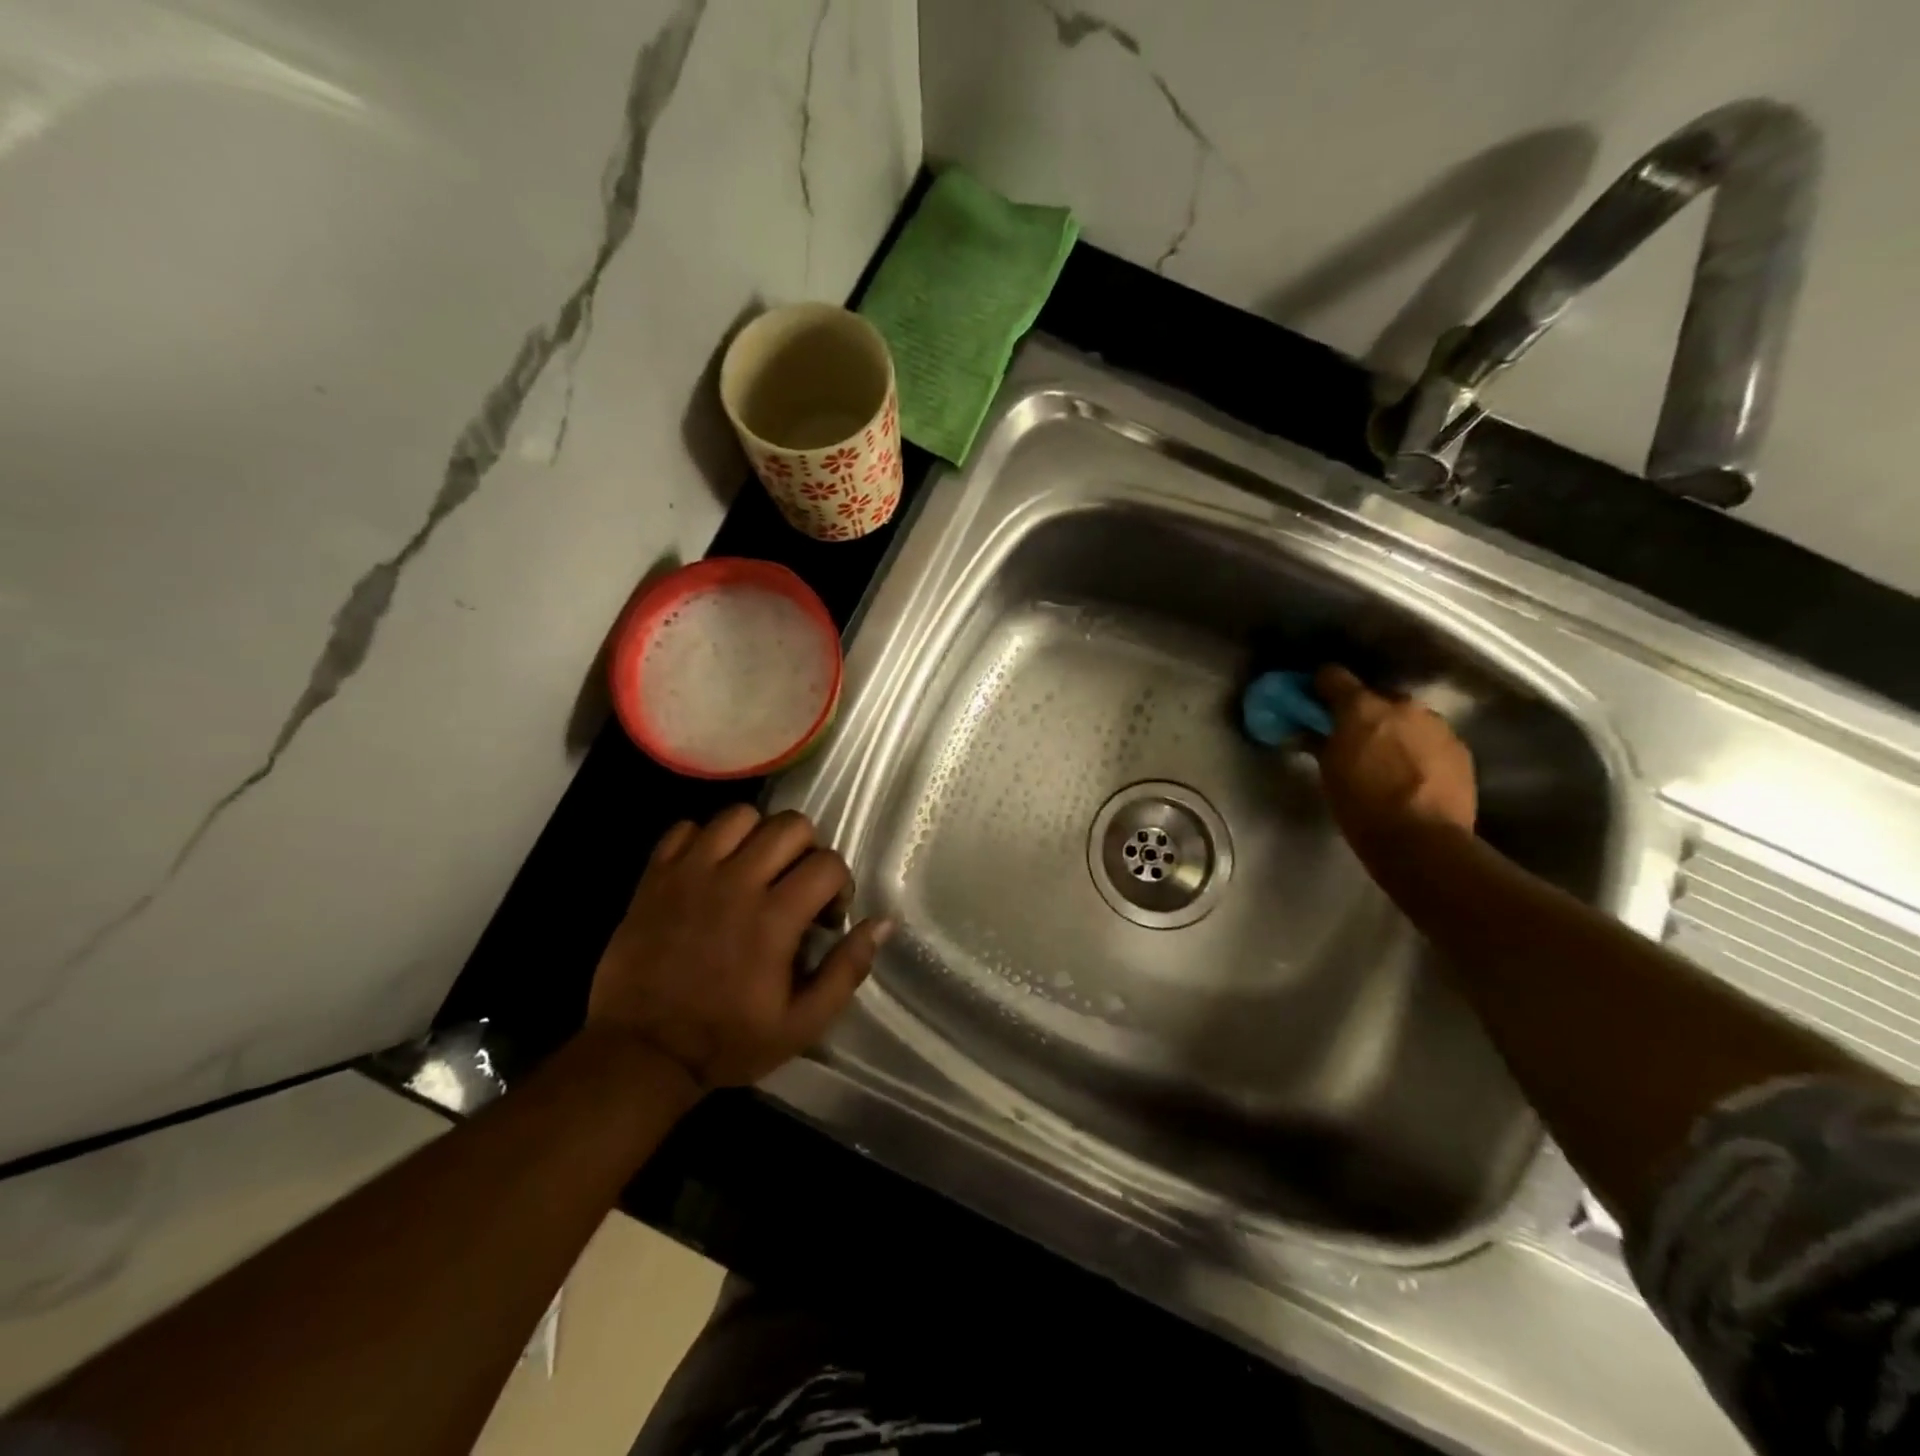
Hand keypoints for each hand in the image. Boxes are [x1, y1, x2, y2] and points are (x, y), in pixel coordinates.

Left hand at [587, 807, 892, 1090]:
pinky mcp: (655, 876)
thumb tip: (882, 922)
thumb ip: (847, 970)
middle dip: (807, 850)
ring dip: (758, 836)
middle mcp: (736, 882)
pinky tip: (710, 870)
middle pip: (791, 825)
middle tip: (796, 885)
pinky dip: (704, 839)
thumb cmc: (727, 1041)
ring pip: (740, 815)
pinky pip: (687, 827)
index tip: (826, 917)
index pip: (828, 863)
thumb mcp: (802, 1023)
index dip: (839, 885)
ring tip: (754, 870)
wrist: (640, 1054)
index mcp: (774, 918)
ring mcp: (691, 873)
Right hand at [1313, 666, 1476, 850]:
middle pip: (1376, 697)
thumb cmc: (1362, 807)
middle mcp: (1402, 705)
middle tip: (1352, 739)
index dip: (1321, 687)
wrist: (1422, 841)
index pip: (1333, 676)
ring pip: (1407, 718)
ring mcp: (1436, 725)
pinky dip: (1418, 749)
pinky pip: (1430, 739)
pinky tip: (1412, 775)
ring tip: (1386, 760)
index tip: (1314, 701)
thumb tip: (1313, 731)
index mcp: (1362, 707)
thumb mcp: (1329, 773)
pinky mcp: (1460, 748)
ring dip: (1394, 730)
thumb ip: (1322, 742)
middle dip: (1363, 713)